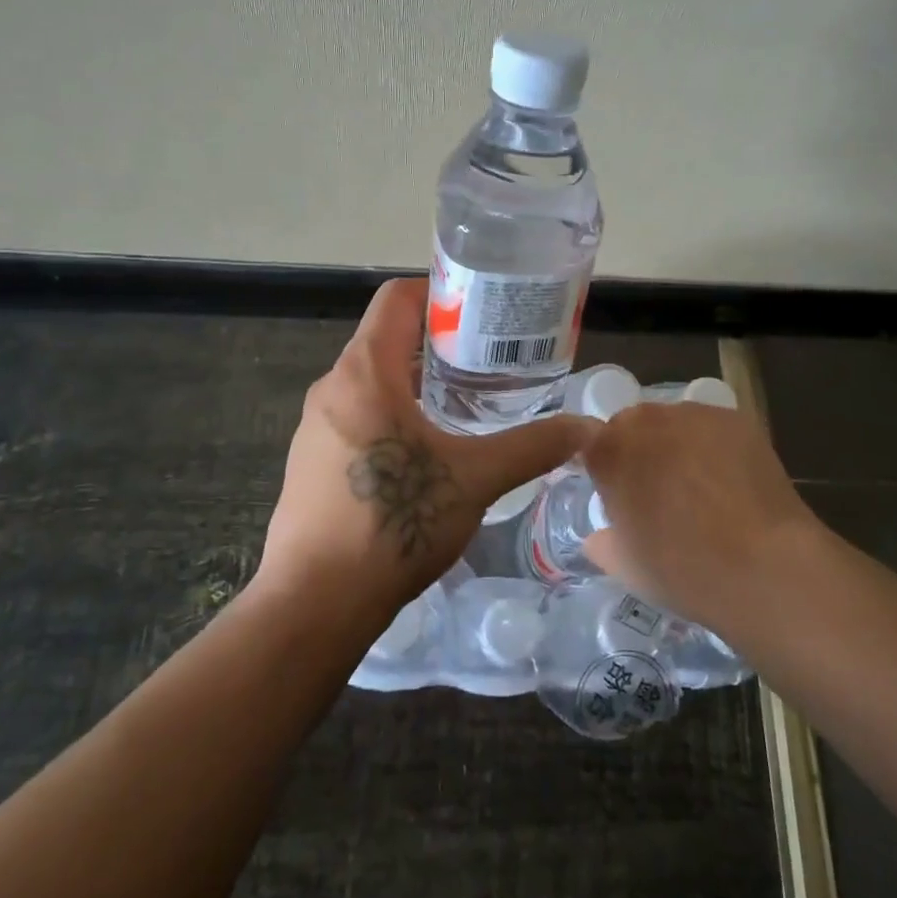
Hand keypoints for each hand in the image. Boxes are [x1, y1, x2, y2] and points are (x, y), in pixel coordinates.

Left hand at [257, 278, 593, 618]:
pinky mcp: (310, 461)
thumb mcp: (475, 480)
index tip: (483, 313)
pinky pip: (356, 416)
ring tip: (466, 404)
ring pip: (372, 381)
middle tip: (489, 361)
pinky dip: (393, 415)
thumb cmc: (394, 524)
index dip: (441, 293)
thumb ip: (533, 446)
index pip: (398, 298)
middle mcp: (332, 387)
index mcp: (365, 372)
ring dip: (417, 382)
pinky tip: (427, 453)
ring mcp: (314, 426)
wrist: (315, 604)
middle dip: (439, 343)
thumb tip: (586, 428)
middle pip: (388, 338)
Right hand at [581, 401, 823, 634]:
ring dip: (677, 445)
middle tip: (657, 493)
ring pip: (674, 423)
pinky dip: (714, 447)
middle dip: (640, 451)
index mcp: (608, 451)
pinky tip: (731, 482)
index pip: (587, 440)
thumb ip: (602, 543)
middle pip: (633, 426)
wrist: (763, 566)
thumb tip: (599, 537)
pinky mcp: (735, 419)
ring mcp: (693, 415)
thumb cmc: (683, 569)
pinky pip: (711, 428)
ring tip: (700, 487)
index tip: (612, 488)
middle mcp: (645, 420)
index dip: (600, 462)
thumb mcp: (625, 566)